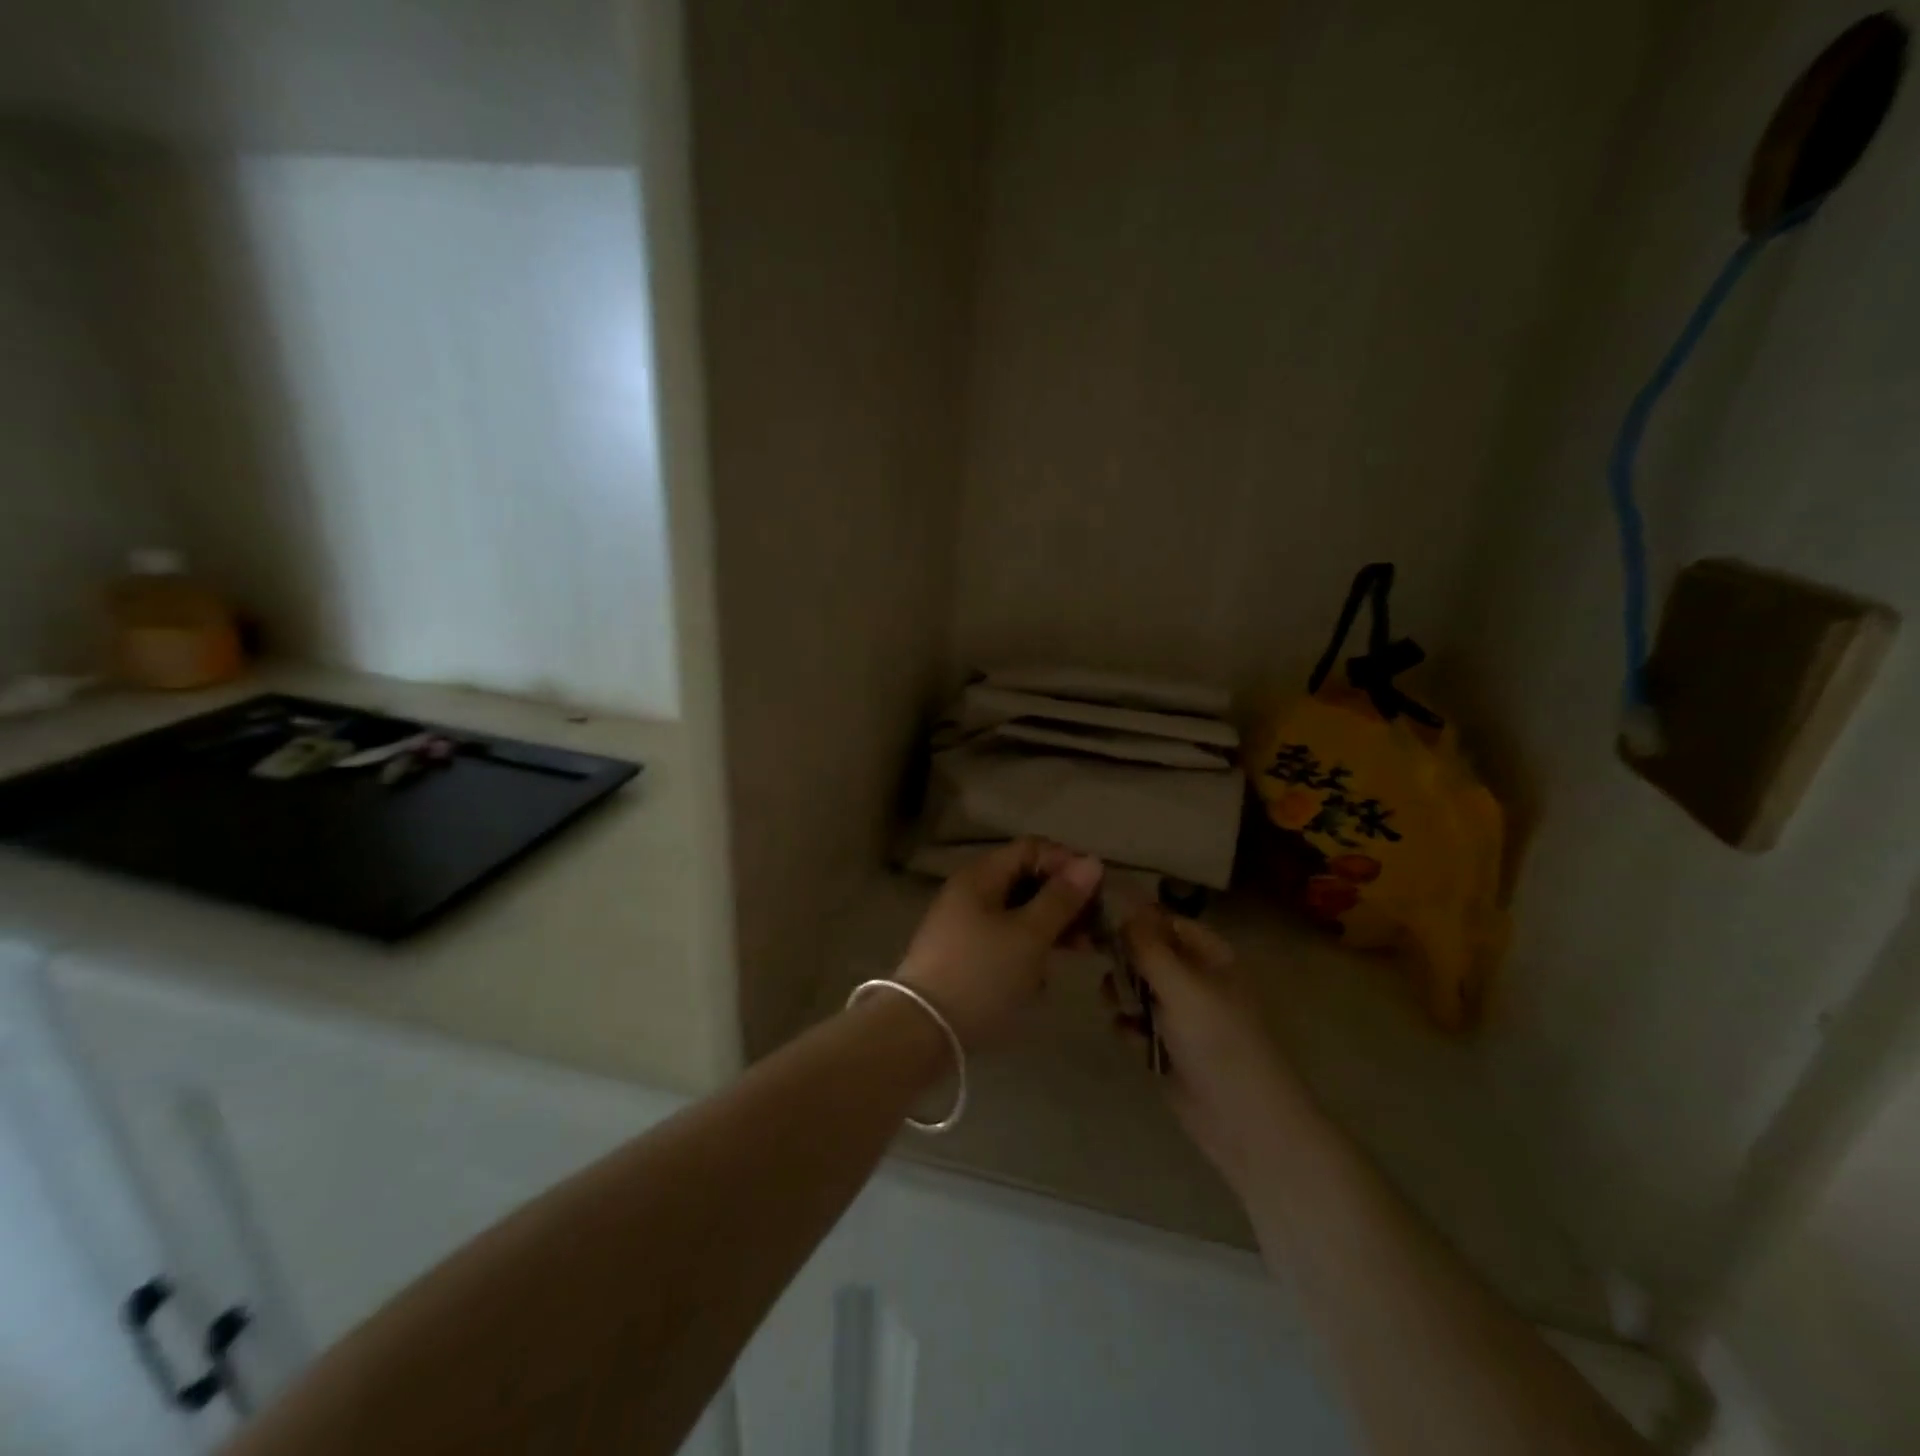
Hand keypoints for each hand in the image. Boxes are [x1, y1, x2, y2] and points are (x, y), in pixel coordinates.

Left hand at [895, 838, 1103, 1047]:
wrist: (922, 1031)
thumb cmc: (981, 975)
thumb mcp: (1029, 936)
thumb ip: (1061, 898)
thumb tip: (1091, 861)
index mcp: (981, 875)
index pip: (1032, 848)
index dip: (1067, 863)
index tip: (1096, 893)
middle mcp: (971, 891)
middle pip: (1026, 878)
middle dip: (1063, 899)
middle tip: (1094, 928)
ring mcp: (965, 923)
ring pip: (1018, 911)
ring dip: (1051, 926)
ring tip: (1079, 951)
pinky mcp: (965, 953)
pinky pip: (1006, 937)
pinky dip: (1030, 947)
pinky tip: (1044, 974)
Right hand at [1122, 906, 1304, 1194]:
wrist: (1244, 1122)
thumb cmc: (1219, 1042)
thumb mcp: (1183, 986)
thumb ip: (1149, 947)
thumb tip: (1123, 908)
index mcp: (1210, 956)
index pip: (1166, 922)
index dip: (1135, 919)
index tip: (1099, 920)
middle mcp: (1195, 979)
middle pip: (1146, 954)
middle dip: (1124, 959)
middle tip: (1103, 965)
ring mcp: (1180, 1015)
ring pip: (1135, 988)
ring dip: (1122, 994)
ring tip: (1120, 1008)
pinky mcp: (1166, 1047)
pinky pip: (1134, 1023)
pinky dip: (1129, 1028)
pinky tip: (1131, 1039)